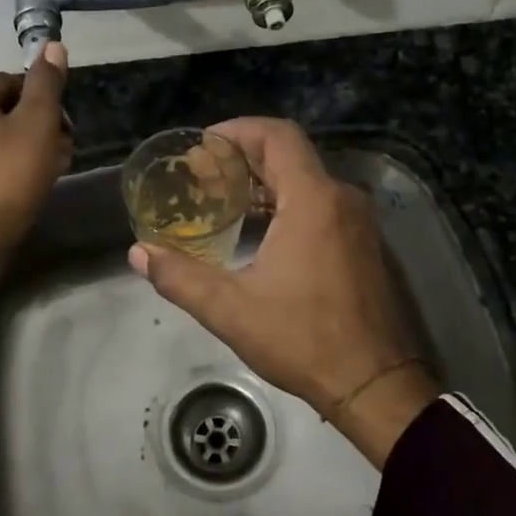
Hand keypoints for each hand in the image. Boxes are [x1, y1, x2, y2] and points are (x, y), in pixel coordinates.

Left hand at [0, 44, 70, 318]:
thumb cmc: (5, 178)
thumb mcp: (37, 126)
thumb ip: (46, 84)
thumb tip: (52, 45)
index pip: (12, 84)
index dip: (45, 107)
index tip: (65, 134)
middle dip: (34, 128)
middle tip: (60, 155)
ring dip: (20, 148)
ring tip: (46, 173)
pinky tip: (18, 187)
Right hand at [128, 118, 438, 468]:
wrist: (375, 384)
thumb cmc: (304, 341)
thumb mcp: (231, 310)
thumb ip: (180, 276)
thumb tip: (139, 253)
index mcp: (313, 201)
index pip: (277, 136)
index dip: (236, 131)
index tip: (202, 147)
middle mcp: (341, 199)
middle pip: (289, 155)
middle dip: (243, 158)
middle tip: (202, 175)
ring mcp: (357, 222)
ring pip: (306, 180)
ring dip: (264, 182)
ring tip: (221, 199)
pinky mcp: (363, 244)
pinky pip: (320, 204)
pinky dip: (285, 203)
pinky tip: (257, 229)